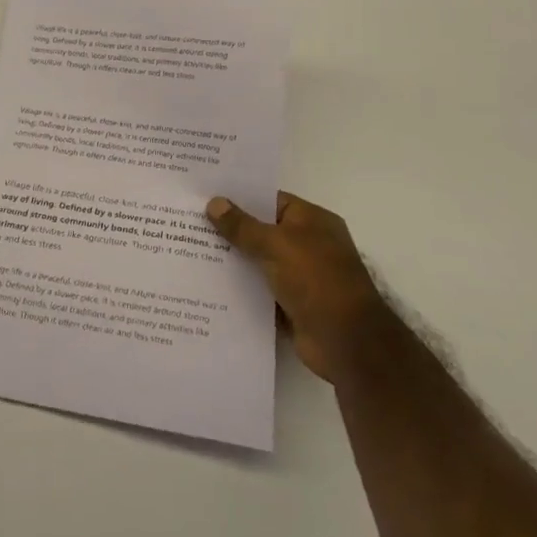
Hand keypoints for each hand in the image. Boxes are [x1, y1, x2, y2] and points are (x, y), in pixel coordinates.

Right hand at [206, 192, 380, 385]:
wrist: (346, 342)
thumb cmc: (316, 280)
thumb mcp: (276, 245)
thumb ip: (243, 226)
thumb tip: (214, 202)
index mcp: (312, 221)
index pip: (271, 200)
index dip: (240, 197)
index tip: (206, 194)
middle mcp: (308, 245)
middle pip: (262, 231)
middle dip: (231, 229)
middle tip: (189, 222)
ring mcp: (300, 277)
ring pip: (258, 262)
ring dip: (232, 260)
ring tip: (190, 250)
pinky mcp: (291, 305)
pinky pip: (259, 290)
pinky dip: (239, 289)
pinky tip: (208, 284)